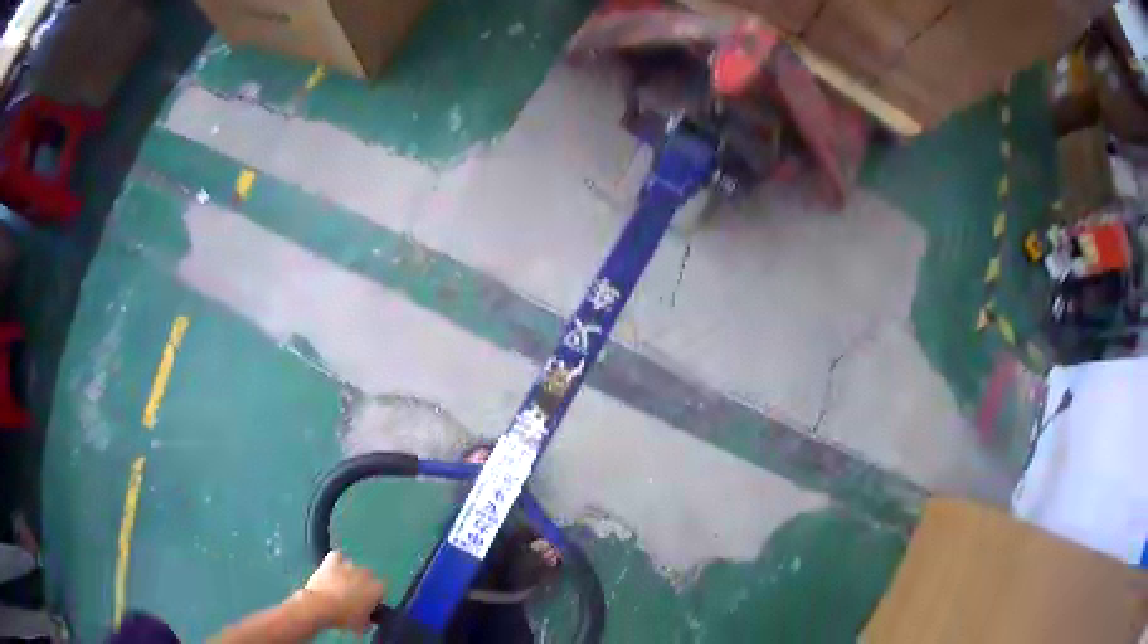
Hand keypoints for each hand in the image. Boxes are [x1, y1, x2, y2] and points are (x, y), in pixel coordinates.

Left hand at [299, 551, 385, 632]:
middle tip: (355, 596)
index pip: (382, 589)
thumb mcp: (361, 625)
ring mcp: (348, 564)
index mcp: (377, 589)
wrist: (321, 605)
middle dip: (363, 584)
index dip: (375, 597)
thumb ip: (368, 619)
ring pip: (353, 566)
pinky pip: (338, 557)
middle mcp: (366, 573)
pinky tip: (333, 570)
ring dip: (349, 574)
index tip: (369, 605)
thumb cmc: (344, 617)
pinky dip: (336, 562)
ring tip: (341, 584)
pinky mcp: (332, 560)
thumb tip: (366, 619)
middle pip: (369, 575)